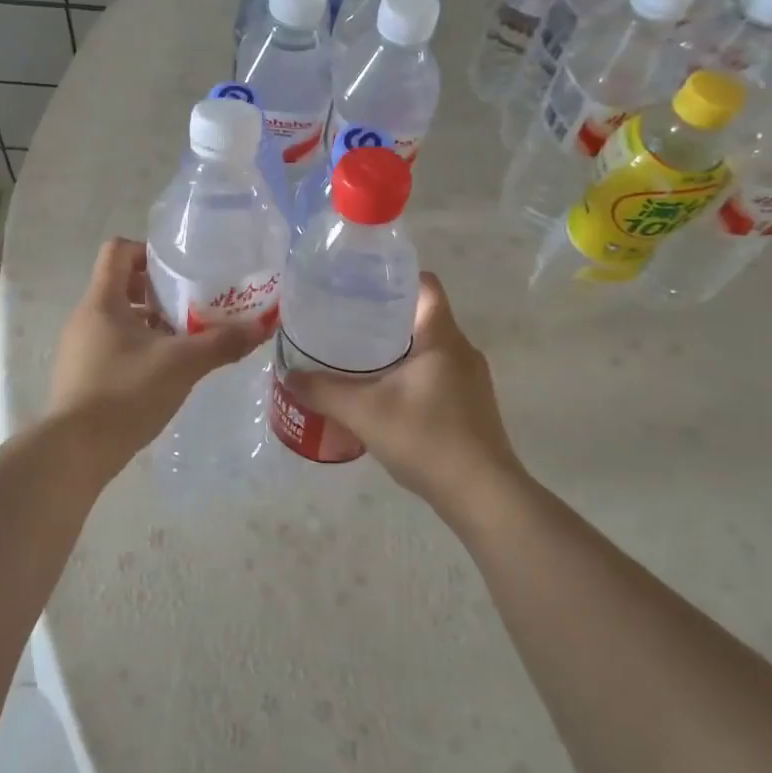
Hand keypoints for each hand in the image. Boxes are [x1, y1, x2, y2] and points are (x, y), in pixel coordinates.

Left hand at [47, 238, 272, 456]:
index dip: (148, 252)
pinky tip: (163, 371)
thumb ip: (221, 343)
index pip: (118, 251)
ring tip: (183, 339)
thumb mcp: (182, 364)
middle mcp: (85, 318)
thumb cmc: (126, 393)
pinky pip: (111, 346)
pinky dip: (137, 347)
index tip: (179, 270)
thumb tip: (261, 328)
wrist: (76, 451)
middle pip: (120, 284)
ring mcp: (79, 348)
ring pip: (118, 318)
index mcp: (102, 301)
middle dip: (157, 291)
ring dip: (149, 322)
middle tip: (190, 305)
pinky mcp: (81, 375)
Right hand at [284, 273, 522, 509]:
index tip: (361, 284)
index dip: (395, 278)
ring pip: (431, 349)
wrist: (482, 495)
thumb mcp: (364, 412)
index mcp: (442, 337)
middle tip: (347, 323)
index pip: (426, 285)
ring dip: (399, 349)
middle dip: (387, 316)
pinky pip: (438, 375)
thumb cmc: (426, 438)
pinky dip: (412, 375)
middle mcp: (463, 351)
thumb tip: (289, 374)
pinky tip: (385, 396)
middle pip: (424, 317)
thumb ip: (324, 391)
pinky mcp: (473, 407)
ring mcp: (472, 381)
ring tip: (359, 358)